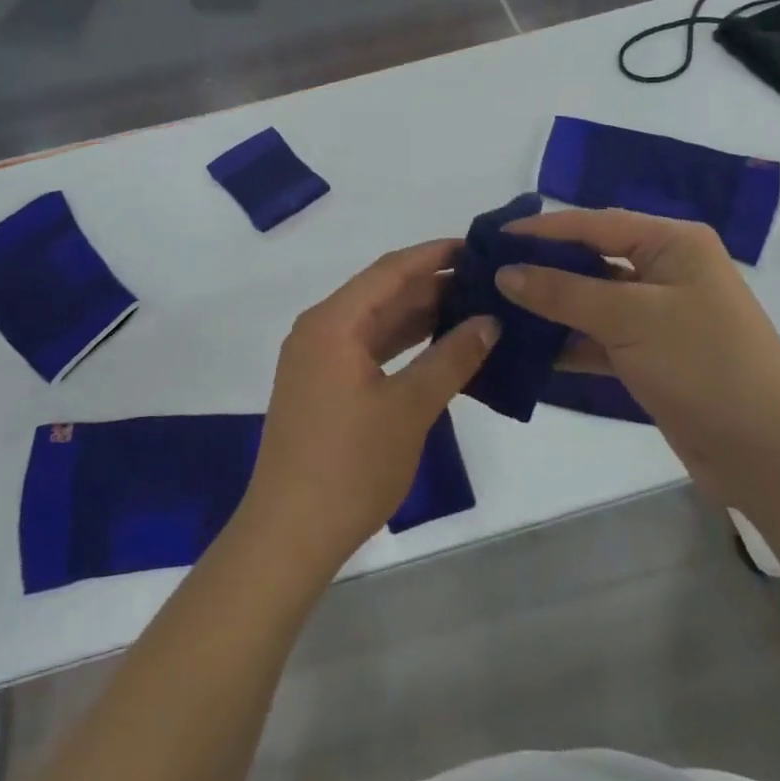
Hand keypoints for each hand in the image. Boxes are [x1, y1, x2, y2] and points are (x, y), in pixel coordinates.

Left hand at [238, 241, 495, 573]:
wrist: (290, 532)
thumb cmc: (351, 465)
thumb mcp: (410, 408)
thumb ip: (451, 359)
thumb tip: (489, 322)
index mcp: (333, 322)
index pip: (390, 270)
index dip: (434, 255)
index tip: (478, 247)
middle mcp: (319, 329)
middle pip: (381, 293)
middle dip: (432, 285)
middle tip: (486, 282)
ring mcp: (316, 359)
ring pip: (375, 322)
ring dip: (418, 315)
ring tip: (472, 308)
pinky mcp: (320, 386)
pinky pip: (366, 348)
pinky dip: (401, 344)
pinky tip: (436, 346)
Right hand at [495, 209, 779, 503]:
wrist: (772, 454)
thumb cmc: (704, 364)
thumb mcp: (629, 318)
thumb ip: (562, 291)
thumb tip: (504, 273)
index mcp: (671, 243)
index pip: (592, 224)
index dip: (540, 231)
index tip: (490, 239)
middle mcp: (664, 270)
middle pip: (589, 259)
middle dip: (540, 268)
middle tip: (485, 274)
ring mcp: (658, 315)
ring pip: (590, 301)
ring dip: (547, 307)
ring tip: (493, 309)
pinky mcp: (651, 356)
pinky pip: (597, 338)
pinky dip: (565, 342)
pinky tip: (523, 348)